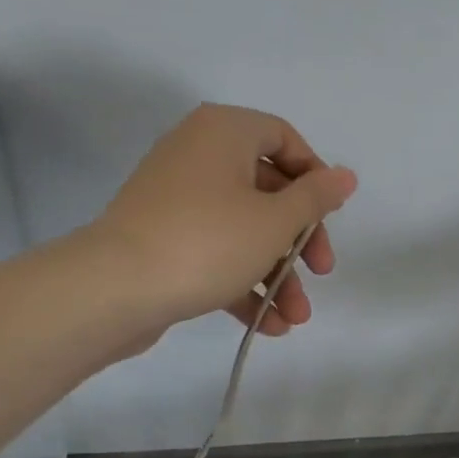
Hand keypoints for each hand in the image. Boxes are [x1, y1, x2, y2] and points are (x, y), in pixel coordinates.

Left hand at [82, 104, 356, 357]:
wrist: (113, 290)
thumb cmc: (208, 242)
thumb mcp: (275, 220)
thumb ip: (316, 197)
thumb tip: (345, 176)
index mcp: (224, 133)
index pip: (284, 139)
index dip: (315, 177)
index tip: (331, 216)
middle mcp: (199, 154)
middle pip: (268, 191)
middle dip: (299, 241)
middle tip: (321, 273)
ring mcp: (177, 198)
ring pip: (243, 228)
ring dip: (276, 273)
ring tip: (295, 318)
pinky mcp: (163, 237)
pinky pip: (215, 250)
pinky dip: (243, 282)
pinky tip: (269, 324)